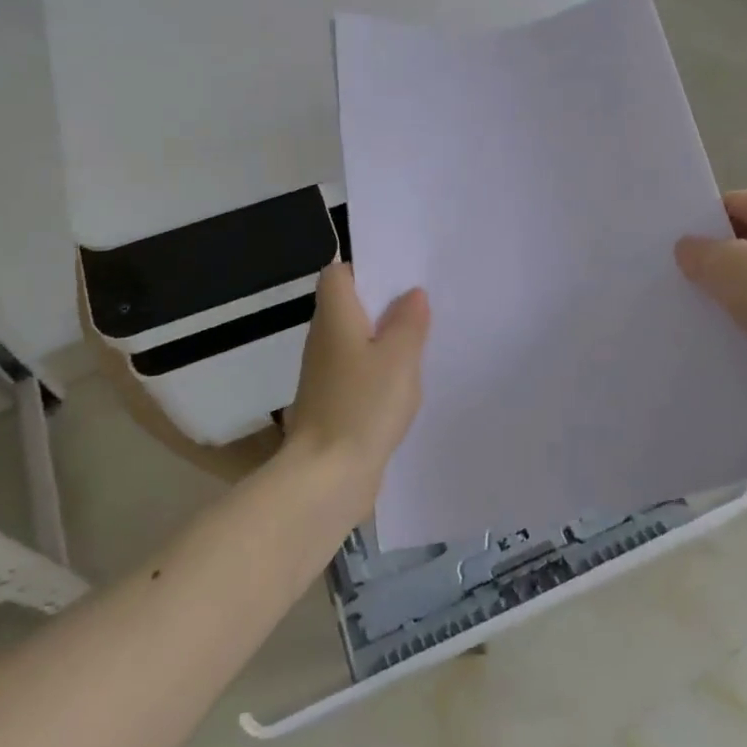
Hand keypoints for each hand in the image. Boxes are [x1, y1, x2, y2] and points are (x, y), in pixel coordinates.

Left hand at [281, 263, 430, 516]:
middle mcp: (323, 340)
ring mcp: (324, 374)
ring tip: (421, 341)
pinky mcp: (332, 402)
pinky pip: (357, 372)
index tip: (399, 276)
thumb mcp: (399, 357)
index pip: (337, 275)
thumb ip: (408, 321)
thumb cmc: (362, 406)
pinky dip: (378, 370)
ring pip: (355, 341)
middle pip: (349, 306)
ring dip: (383, 339)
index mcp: (335, 318)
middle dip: (383, 304)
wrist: (327, 477)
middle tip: (423, 306)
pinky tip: (405, 383)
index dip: (364, 269)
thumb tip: (411, 293)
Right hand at [675, 189, 746, 393]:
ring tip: (708, 306)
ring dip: (739, 287)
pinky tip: (740, 329)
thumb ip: (700, 251)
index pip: (738, 202)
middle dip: (721, 256)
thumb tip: (688, 248)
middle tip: (687, 277)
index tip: (680, 249)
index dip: (705, 222)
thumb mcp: (728, 268)